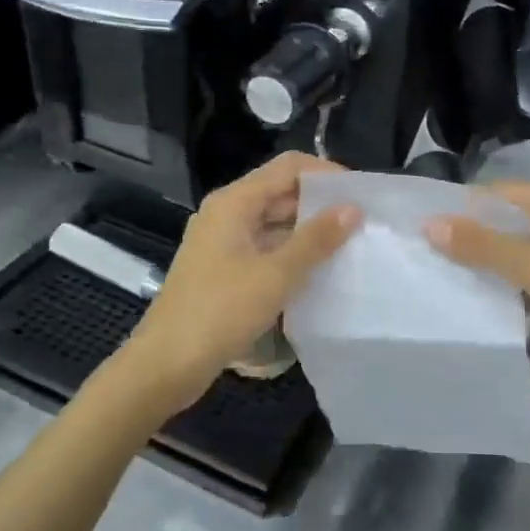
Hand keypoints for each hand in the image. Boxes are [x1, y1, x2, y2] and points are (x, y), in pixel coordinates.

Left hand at [125, 152, 360, 415]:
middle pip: (281, 191)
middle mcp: (227, 212)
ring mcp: (223, 241)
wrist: (167, 363)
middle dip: (321, 203)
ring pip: (274, 221)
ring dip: (308, 230)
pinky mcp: (223, 268)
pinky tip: (318, 270)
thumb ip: (316, 239)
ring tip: (349, 245)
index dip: (326, 174)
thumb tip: (353, 208)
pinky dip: (291, 252)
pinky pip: (264, 246)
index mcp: (235, 202)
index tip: (360, 195)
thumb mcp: (276, 274)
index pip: (289, 167)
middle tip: (362, 223)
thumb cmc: (221, 311)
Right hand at [427, 182, 529, 367]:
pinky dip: (513, 272)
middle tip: (432, 256)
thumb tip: (429, 224)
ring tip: (453, 274)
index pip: (495, 193)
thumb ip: (481, 246)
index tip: (425, 233)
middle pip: (507, 217)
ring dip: (492, 257)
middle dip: (474, 236)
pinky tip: (492, 290)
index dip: (461, 211)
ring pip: (520, 241)